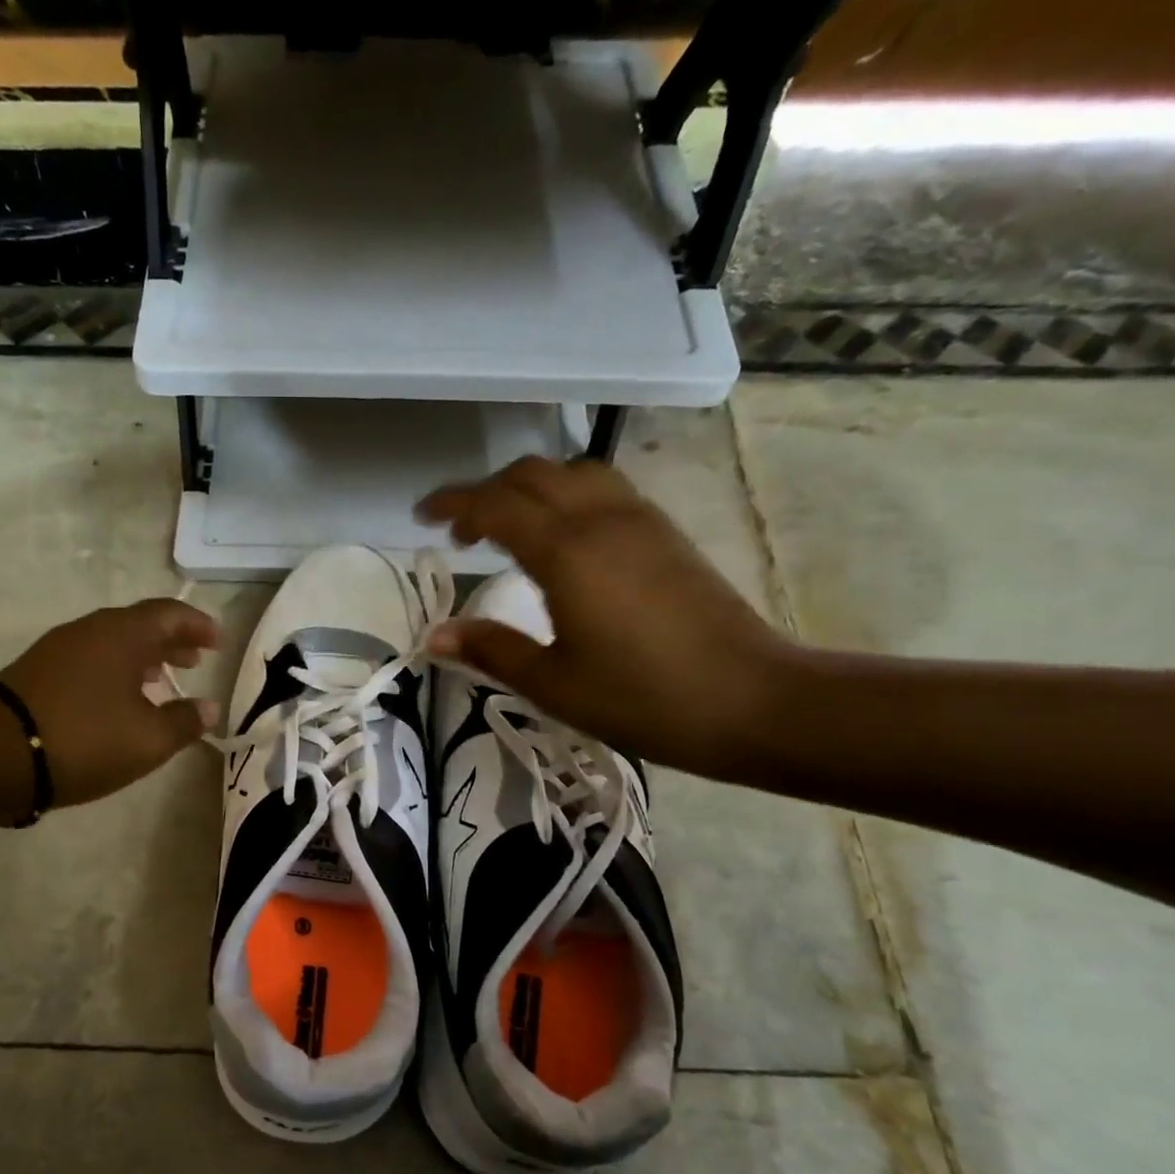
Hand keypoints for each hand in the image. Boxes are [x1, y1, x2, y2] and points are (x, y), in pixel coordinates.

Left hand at [0, 599, 219, 807]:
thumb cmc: (84, 739)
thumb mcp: (148, 739)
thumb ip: (184, 722)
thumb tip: (209, 708)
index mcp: (122, 634)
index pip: (170, 614)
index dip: (198, 625)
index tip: (217, 642)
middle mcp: (90, 630)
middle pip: (140, 625)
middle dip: (172, 641)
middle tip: (195, 660)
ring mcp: (59, 648)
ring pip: (112, 642)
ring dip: (142, 657)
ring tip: (161, 680)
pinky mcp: (38, 671)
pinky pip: (90, 659)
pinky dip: (115, 670)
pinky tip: (118, 699)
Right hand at [417, 456, 793, 776]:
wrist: (753, 701)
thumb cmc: (643, 698)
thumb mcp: (553, 683)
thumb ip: (491, 650)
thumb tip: (434, 635)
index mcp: (566, 552)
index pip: (494, 505)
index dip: (451, 504)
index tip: (421, 517)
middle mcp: (600, 519)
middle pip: (530, 474)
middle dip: (485, 492)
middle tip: (459, 532)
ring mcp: (639, 520)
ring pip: (571, 472)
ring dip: (528, 488)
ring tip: (507, 528)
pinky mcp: (664, 532)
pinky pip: (602, 488)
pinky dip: (564, 495)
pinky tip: (560, 539)